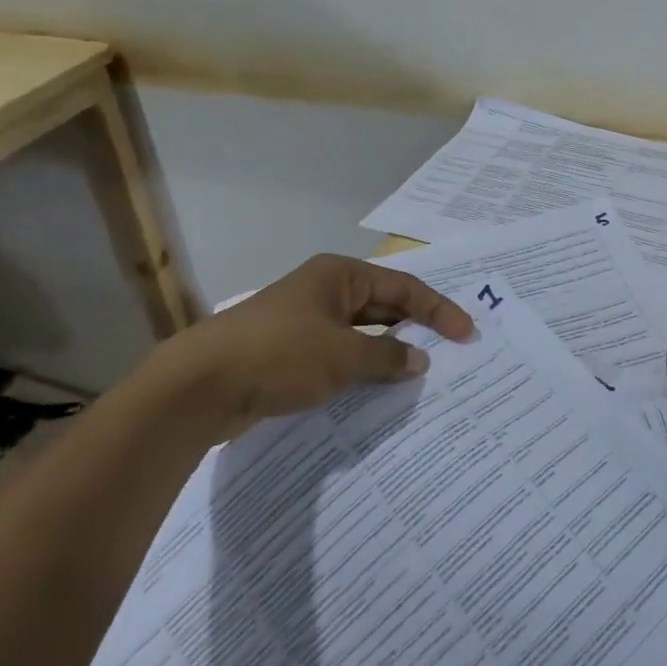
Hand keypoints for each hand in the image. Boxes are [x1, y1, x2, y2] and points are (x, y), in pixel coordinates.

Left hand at [144, 255, 473, 442]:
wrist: (200, 385)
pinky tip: (376, 390)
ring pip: (360, 333)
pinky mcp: (288, 352)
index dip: (438, 309)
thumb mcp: (342, 356)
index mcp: (339, 275)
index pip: (403, 287)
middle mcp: (324, 291)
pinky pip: (338, 355)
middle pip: (383, 306)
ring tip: (420, 374)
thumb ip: (386, 357)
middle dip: (415, 328)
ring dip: (387, 352)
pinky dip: (360, 369)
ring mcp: (304, 321)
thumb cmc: (280, 355)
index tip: (466, 334)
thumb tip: (419, 360)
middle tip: (450, 352)